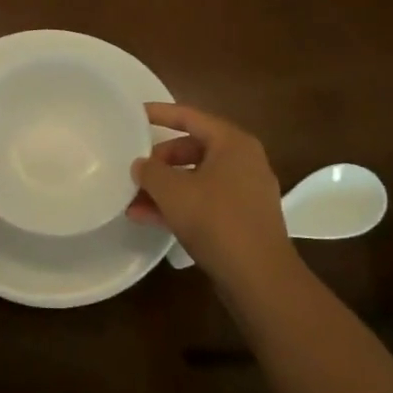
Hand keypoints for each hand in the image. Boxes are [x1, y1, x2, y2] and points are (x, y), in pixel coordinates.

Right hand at [128, 103, 294, 287]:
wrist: (260, 278)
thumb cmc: (216, 221)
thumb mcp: (173, 192)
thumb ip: (151, 172)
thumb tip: (141, 165)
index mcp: (232, 143)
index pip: (190, 116)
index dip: (160, 114)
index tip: (134, 114)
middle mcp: (243, 161)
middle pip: (193, 149)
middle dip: (160, 161)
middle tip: (135, 169)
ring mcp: (246, 192)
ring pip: (196, 178)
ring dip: (165, 188)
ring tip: (132, 200)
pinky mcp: (243, 219)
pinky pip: (205, 201)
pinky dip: (179, 205)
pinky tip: (148, 218)